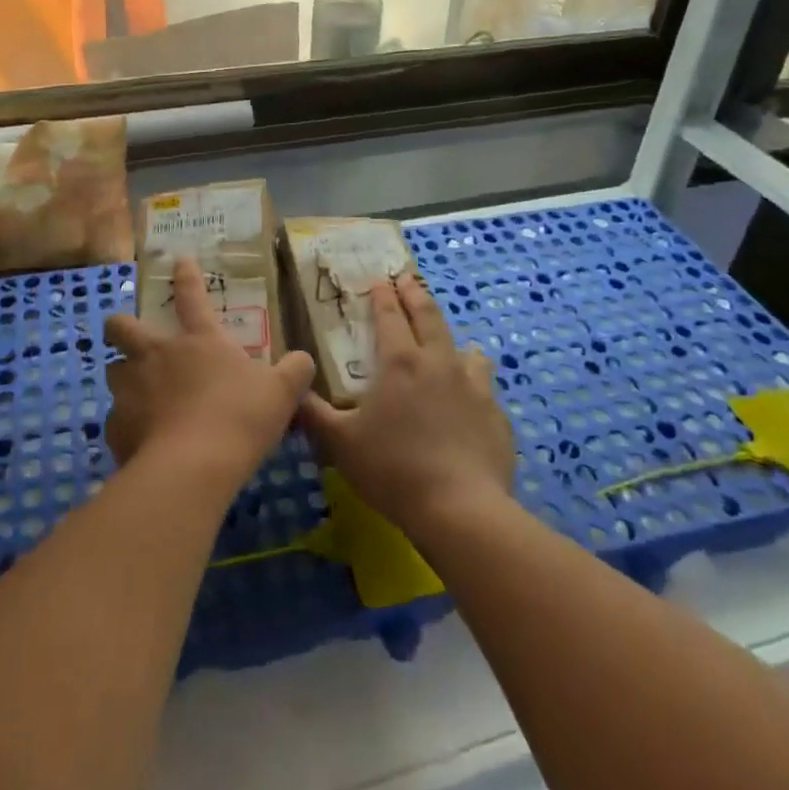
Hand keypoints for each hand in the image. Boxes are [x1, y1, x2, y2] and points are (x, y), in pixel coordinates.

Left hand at [103, 258, 315, 484]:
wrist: (192, 468)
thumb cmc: (239, 418)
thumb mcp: (281, 393)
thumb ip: (294, 371)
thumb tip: (303, 360)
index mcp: (198, 340)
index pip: (191, 295)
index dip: (186, 275)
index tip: (180, 260)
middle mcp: (157, 355)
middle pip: (122, 326)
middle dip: (121, 325)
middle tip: (129, 334)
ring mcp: (131, 389)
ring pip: (112, 370)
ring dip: (124, 377)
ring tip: (139, 394)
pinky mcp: (117, 427)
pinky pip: (117, 421)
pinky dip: (128, 427)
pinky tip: (142, 441)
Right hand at [300, 273, 514, 536]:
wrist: (460, 509)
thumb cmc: (393, 469)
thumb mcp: (341, 443)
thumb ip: (314, 414)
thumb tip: (291, 393)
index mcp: (400, 362)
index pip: (390, 315)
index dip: (383, 296)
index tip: (379, 280)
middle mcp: (438, 363)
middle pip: (429, 317)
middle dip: (416, 295)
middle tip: (408, 280)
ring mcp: (474, 387)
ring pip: (467, 350)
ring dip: (454, 340)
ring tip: (451, 342)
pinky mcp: (496, 415)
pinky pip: (485, 389)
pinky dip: (475, 384)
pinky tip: (471, 400)